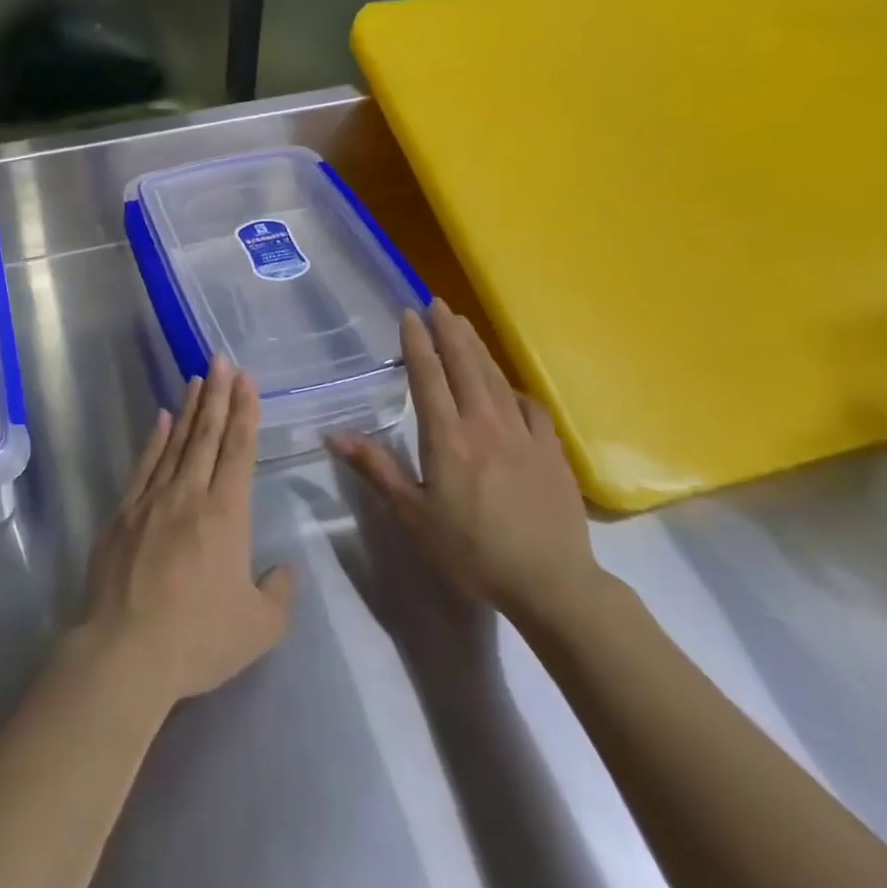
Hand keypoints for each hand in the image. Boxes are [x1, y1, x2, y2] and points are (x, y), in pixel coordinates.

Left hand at [76, 359, 294, 705]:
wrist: (126, 651)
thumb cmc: (198, 639)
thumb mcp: (258, 629)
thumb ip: (278, 594)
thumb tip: (283, 569)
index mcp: (226, 515)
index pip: (239, 451)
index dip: (245, 413)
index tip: (246, 381)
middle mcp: (190, 495)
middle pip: (207, 435)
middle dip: (218, 395)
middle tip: (222, 360)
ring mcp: (152, 499)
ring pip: (176, 443)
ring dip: (190, 409)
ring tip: (198, 379)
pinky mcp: (123, 512)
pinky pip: (144, 465)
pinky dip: (155, 439)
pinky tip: (162, 419)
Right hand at [329, 300, 601, 630]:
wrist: (552, 584)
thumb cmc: (472, 551)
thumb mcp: (413, 515)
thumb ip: (376, 469)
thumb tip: (333, 435)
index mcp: (447, 437)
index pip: (428, 377)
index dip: (417, 343)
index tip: (409, 314)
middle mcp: (484, 424)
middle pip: (464, 366)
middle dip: (449, 331)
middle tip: (438, 303)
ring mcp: (522, 435)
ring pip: (496, 379)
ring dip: (478, 348)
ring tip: (465, 325)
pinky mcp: (551, 452)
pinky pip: (531, 408)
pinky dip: (515, 389)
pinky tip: (510, 386)